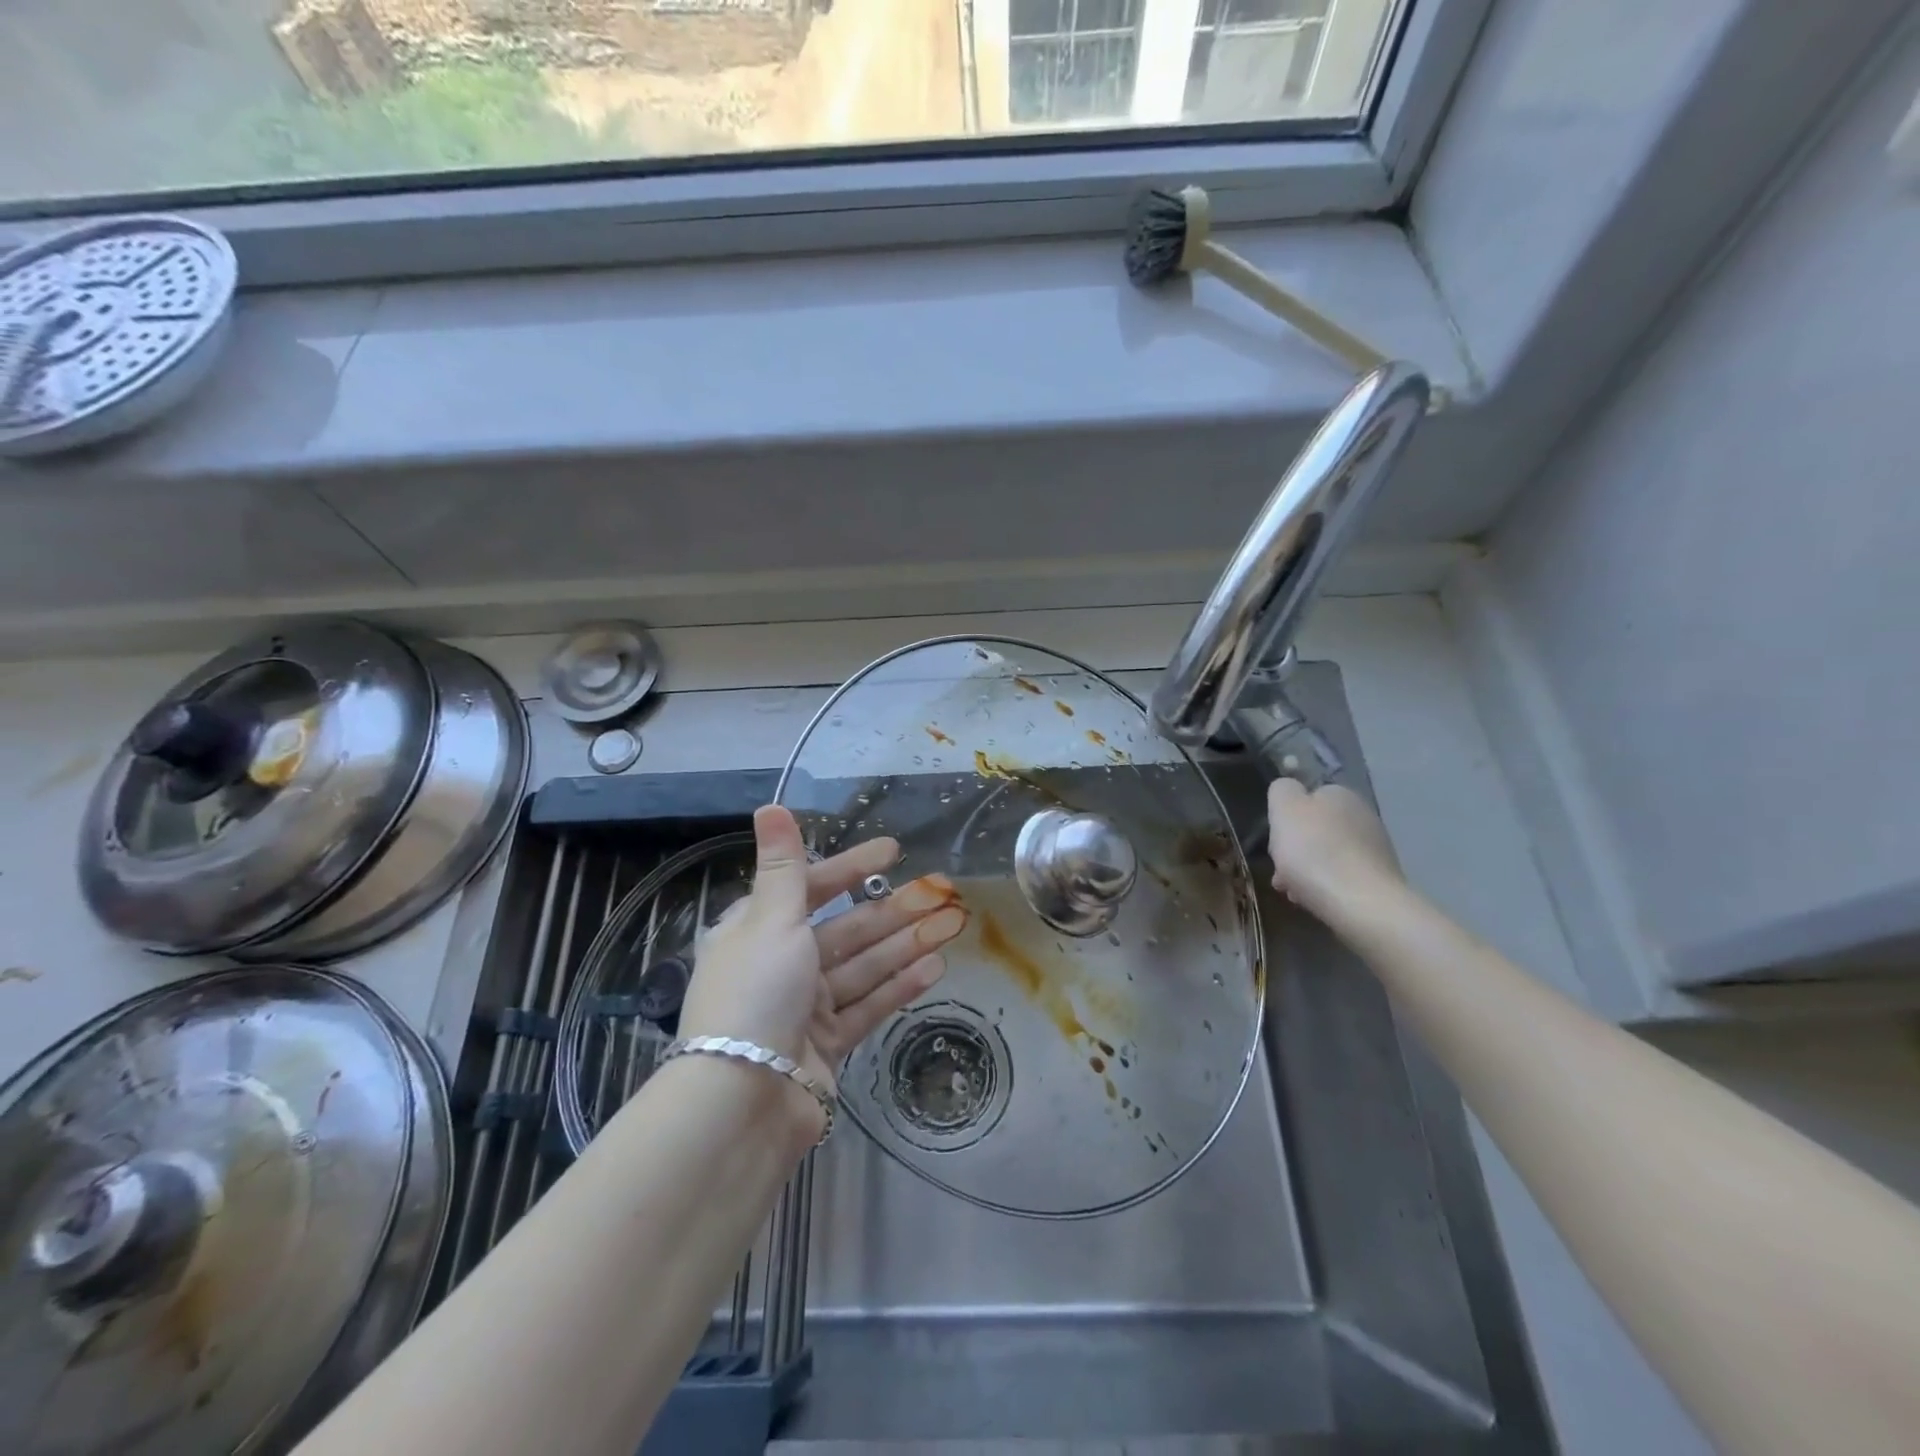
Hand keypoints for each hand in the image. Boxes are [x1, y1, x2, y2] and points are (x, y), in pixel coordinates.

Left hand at [678, 805, 968, 1097]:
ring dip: (907, 944)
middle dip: (894, 909)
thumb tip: (770, 805)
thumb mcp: (770, 919)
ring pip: (865, 966)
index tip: (893, 851)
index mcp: (759, 931)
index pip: (812, 887)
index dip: (852, 867)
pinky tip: (935, 966)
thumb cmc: (756, 993)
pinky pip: (869, 1005)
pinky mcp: (828, 1044)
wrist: (743, 1100)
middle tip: (941, 891)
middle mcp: (782, 964)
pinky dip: (899, 986)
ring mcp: (807, 1007)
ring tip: (951, 923)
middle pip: (847, 928)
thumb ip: (783, 865)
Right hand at [1265, 779, 1403, 922]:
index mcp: (1340, 794)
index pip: (1306, 798)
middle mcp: (1363, 815)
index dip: (1286, 820)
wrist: (1362, 903)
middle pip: (1316, 829)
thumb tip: (1289, 789)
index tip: (1275, 842)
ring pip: (1328, 854)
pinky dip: (1327, 885)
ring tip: (1294, 892)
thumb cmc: (1314, 851)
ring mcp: (1376, 848)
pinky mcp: (1381, 878)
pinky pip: (1343, 876)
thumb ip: (1282, 790)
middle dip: (1296, 849)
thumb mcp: (1284, 808)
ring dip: (1308, 869)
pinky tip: (1316, 901)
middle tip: (1280, 871)